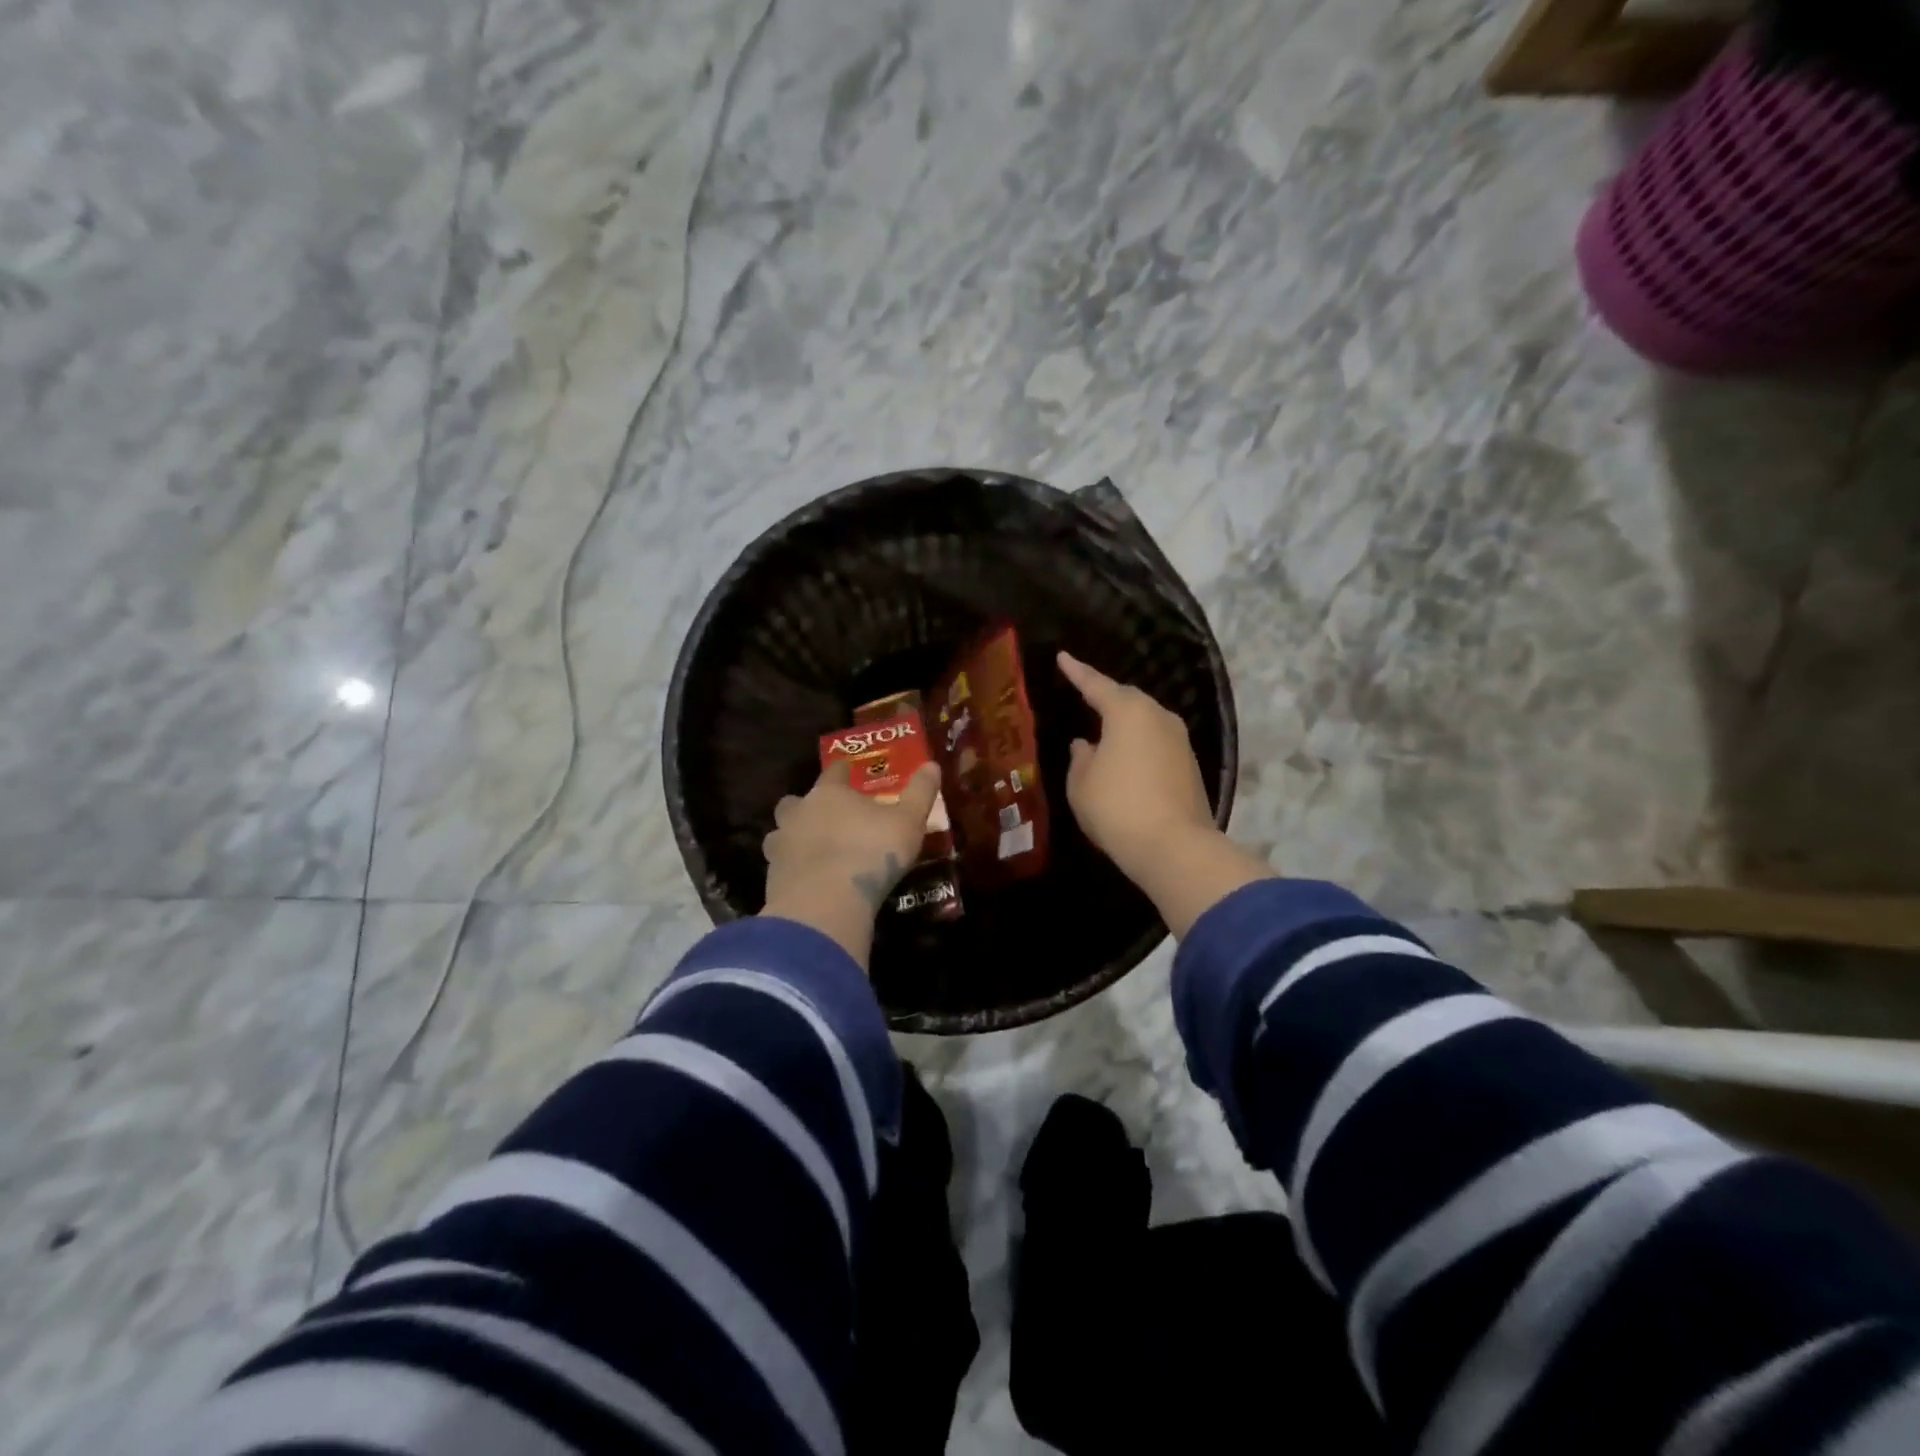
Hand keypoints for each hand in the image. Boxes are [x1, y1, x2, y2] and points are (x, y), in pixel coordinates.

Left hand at [760, 759, 943, 967]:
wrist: (825, 902)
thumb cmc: (871, 852)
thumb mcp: (908, 821)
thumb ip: (920, 792)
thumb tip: (932, 765)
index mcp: (829, 794)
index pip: (833, 773)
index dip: (841, 770)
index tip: (846, 769)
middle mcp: (799, 814)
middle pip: (794, 802)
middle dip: (804, 806)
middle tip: (822, 816)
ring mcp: (781, 846)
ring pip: (779, 834)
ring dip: (791, 838)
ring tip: (810, 849)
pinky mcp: (772, 878)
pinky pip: (780, 866)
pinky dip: (791, 869)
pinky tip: (806, 880)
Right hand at [1057, 651, 1274, 936]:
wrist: (1175, 847)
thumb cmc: (1117, 808)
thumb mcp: (1081, 784)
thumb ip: (1080, 758)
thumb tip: (1086, 745)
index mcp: (1127, 712)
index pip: (1096, 684)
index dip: (1077, 672)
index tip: (1063, 657)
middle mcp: (1158, 717)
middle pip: (1127, 699)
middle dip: (1105, 696)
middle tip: (1085, 695)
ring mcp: (1180, 740)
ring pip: (1146, 721)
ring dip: (1125, 723)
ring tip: (1104, 729)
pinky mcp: (1190, 765)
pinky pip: (1157, 742)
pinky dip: (1139, 744)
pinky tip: (1127, 758)